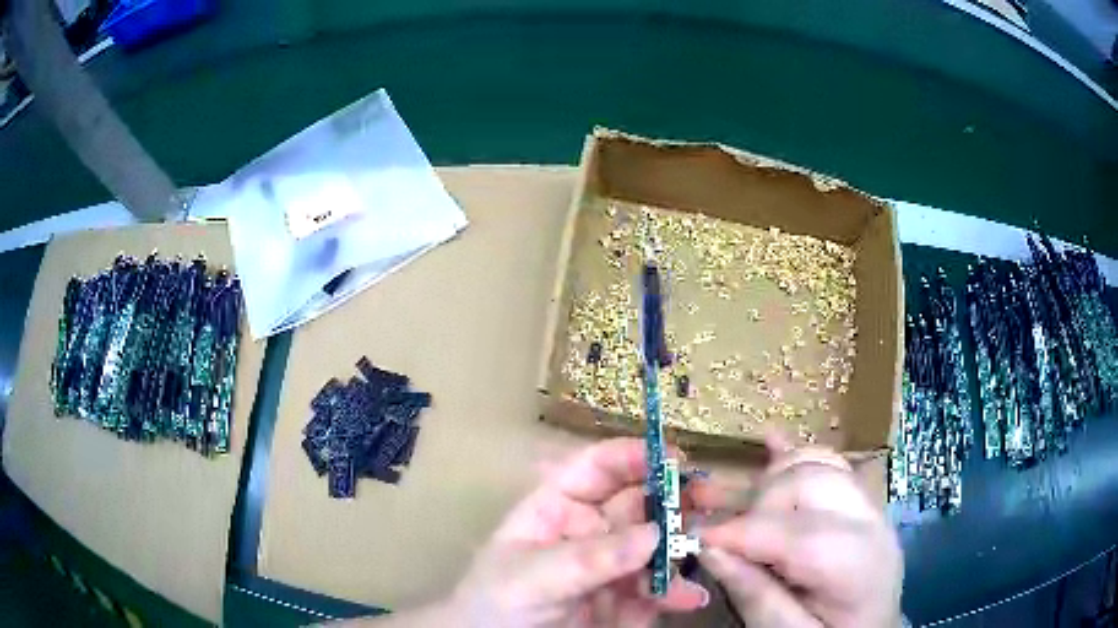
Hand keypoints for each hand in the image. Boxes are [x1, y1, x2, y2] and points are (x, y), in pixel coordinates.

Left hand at [445, 438, 707, 626]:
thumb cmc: (495, 605)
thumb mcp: (532, 577)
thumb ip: (589, 557)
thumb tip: (654, 533)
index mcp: (557, 509)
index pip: (597, 468)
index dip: (633, 456)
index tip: (673, 458)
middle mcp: (591, 531)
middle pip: (639, 502)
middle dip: (675, 497)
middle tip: (711, 498)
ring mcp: (613, 567)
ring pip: (657, 545)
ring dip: (684, 544)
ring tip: (709, 550)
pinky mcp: (628, 601)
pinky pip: (659, 589)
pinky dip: (678, 591)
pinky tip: (691, 598)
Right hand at [697, 433, 902, 627]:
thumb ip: (756, 597)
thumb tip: (711, 551)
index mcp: (856, 567)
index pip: (797, 536)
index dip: (741, 532)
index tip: (693, 536)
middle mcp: (870, 524)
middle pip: (810, 484)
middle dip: (755, 500)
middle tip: (716, 528)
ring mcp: (868, 506)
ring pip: (818, 464)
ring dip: (768, 475)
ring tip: (724, 491)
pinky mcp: (859, 501)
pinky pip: (830, 464)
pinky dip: (795, 455)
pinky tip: (769, 440)